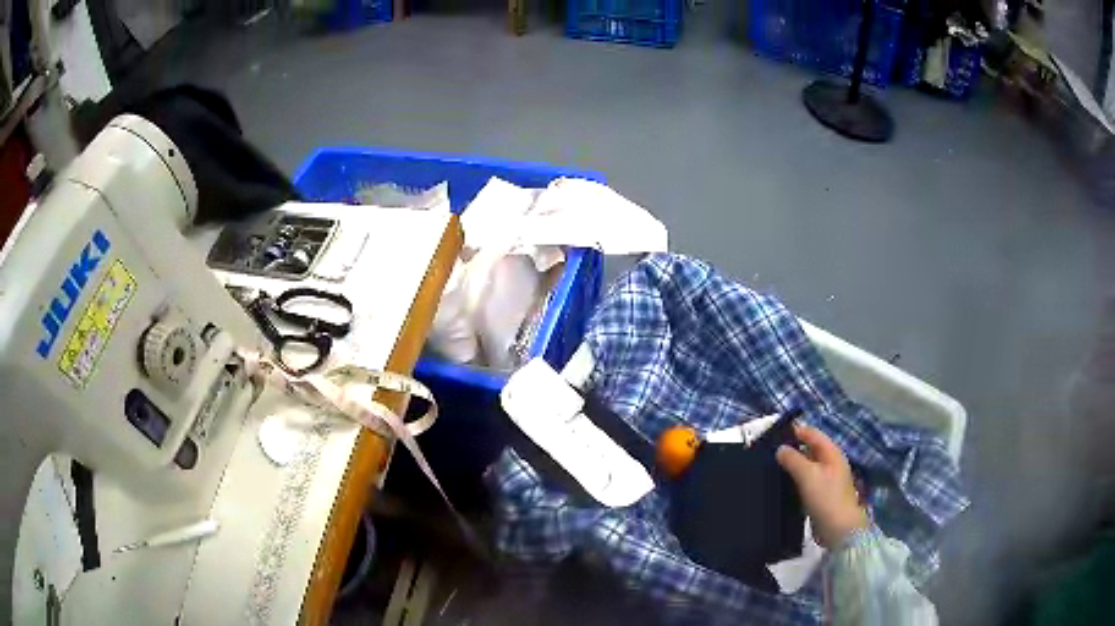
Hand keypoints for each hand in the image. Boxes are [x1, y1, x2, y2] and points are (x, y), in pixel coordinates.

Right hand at [776, 421, 868, 547]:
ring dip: (792, 466)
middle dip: (792, 449)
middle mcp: (830, 462)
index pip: (812, 433)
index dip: (795, 431)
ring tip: (772, 467)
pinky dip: (795, 480)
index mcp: (831, 452)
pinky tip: (782, 485)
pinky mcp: (820, 495)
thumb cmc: (825, 497)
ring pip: (806, 466)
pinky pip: (805, 482)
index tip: (773, 435)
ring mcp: (826, 480)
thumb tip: (780, 449)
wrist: (838, 528)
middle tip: (769, 452)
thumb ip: (793, 459)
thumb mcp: (807, 475)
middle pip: (810, 449)